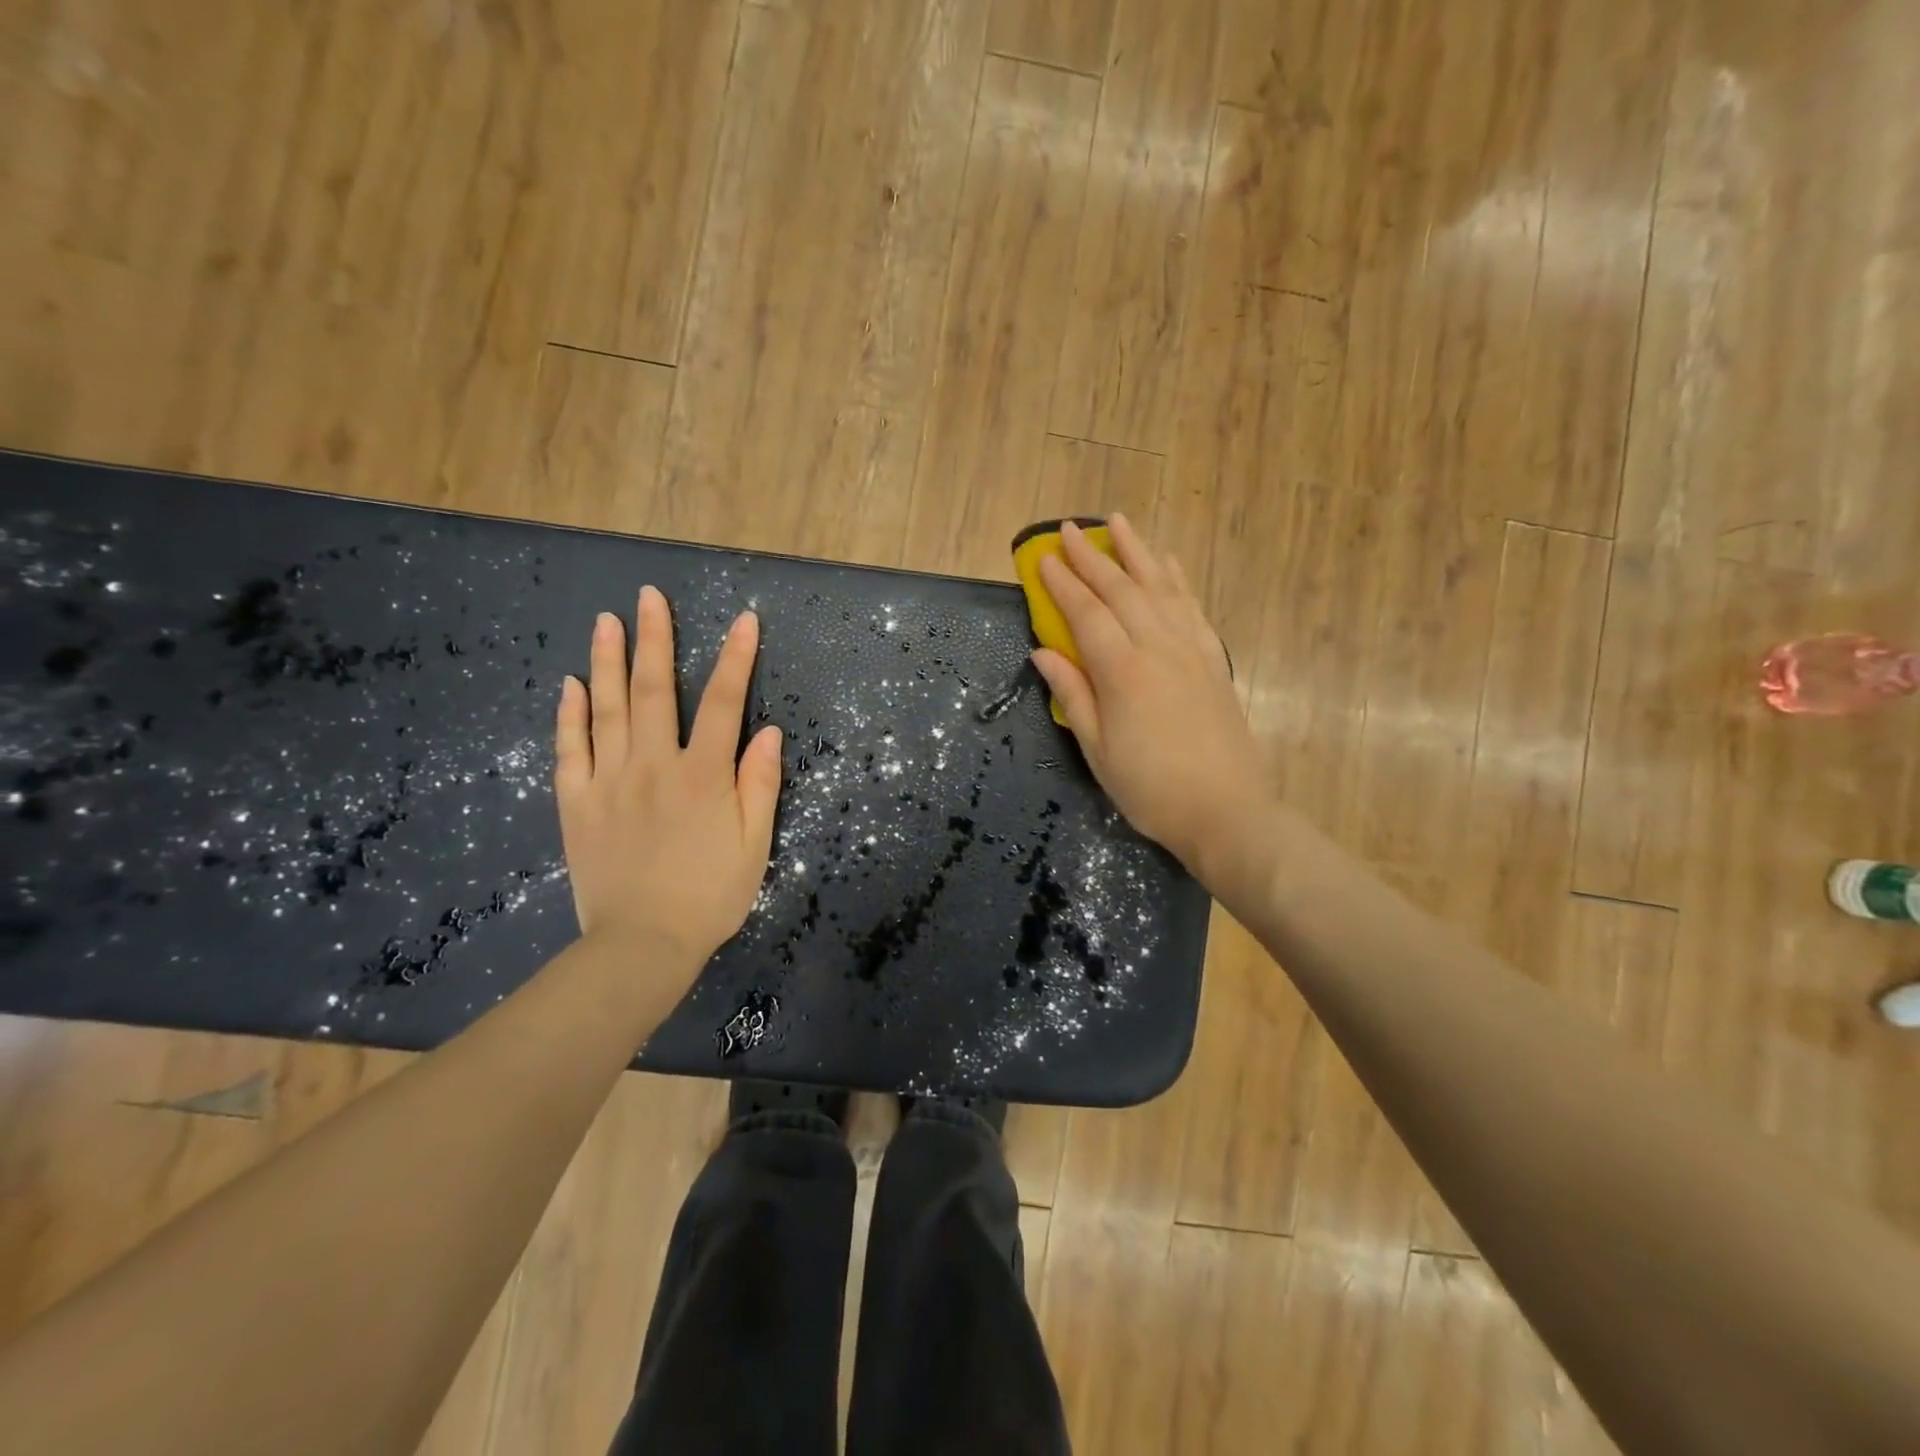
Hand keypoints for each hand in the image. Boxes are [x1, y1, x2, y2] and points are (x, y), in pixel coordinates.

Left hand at [554, 586, 782, 972]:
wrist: (641, 945)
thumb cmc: (709, 896)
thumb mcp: (754, 845)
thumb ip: (760, 785)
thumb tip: (768, 731)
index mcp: (703, 776)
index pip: (725, 703)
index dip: (737, 658)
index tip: (744, 620)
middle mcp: (654, 766)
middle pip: (656, 690)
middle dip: (655, 639)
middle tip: (649, 597)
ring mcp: (609, 782)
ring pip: (608, 709)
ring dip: (609, 661)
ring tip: (607, 621)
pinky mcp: (577, 804)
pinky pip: (570, 750)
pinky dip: (571, 715)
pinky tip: (572, 685)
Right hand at [1031, 516, 1272, 886]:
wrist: (1225, 809)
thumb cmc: (1149, 788)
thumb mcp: (1097, 750)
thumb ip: (1071, 694)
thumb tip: (1042, 652)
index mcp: (1122, 672)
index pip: (1086, 614)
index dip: (1061, 584)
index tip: (1042, 557)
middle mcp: (1158, 647)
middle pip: (1120, 590)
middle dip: (1092, 557)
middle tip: (1069, 529)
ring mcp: (1191, 649)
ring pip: (1160, 587)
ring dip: (1137, 551)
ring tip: (1118, 522)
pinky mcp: (1214, 659)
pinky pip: (1193, 607)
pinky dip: (1176, 579)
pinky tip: (1166, 562)